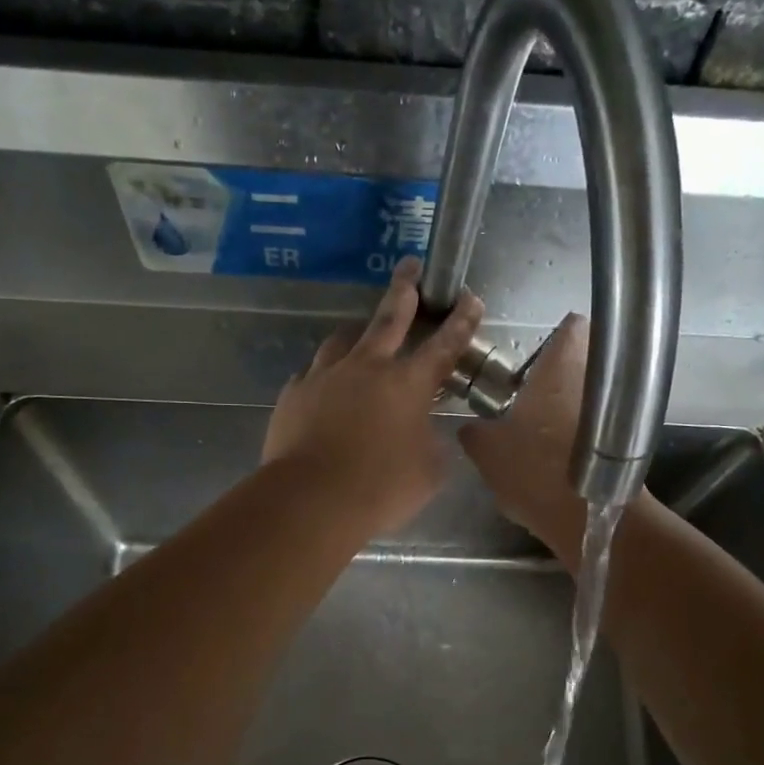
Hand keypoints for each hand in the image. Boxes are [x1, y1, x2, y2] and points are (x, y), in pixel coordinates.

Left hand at [263, 257, 483, 537]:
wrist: (311, 498)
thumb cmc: (381, 488)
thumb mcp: (428, 472)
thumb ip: (431, 444)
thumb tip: (425, 433)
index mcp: (408, 383)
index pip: (444, 345)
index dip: (461, 321)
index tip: (469, 298)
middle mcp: (367, 367)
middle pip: (389, 318)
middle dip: (404, 289)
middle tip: (409, 266)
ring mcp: (325, 376)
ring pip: (343, 340)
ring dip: (358, 333)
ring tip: (361, 334)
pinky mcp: (294, 393)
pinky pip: (312, 374)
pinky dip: (325, 375)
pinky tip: (324, 386)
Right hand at [459, 312, 590, 561]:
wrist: (587, 519)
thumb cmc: (535, 469)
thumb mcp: (487, 450)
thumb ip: (474, 431)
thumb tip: (470, 427)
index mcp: (564, 365)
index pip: (571, 325)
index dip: (553, 333)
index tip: (531, 353)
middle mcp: (595, 378)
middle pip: (580, 360)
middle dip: (554, 373)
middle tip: (523, 393)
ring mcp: (615, 411)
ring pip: (587, 393)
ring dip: (564, 403)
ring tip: (533, 426)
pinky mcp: (619, 441)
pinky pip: (594, 423)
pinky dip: (575, 431)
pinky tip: (549, 452)